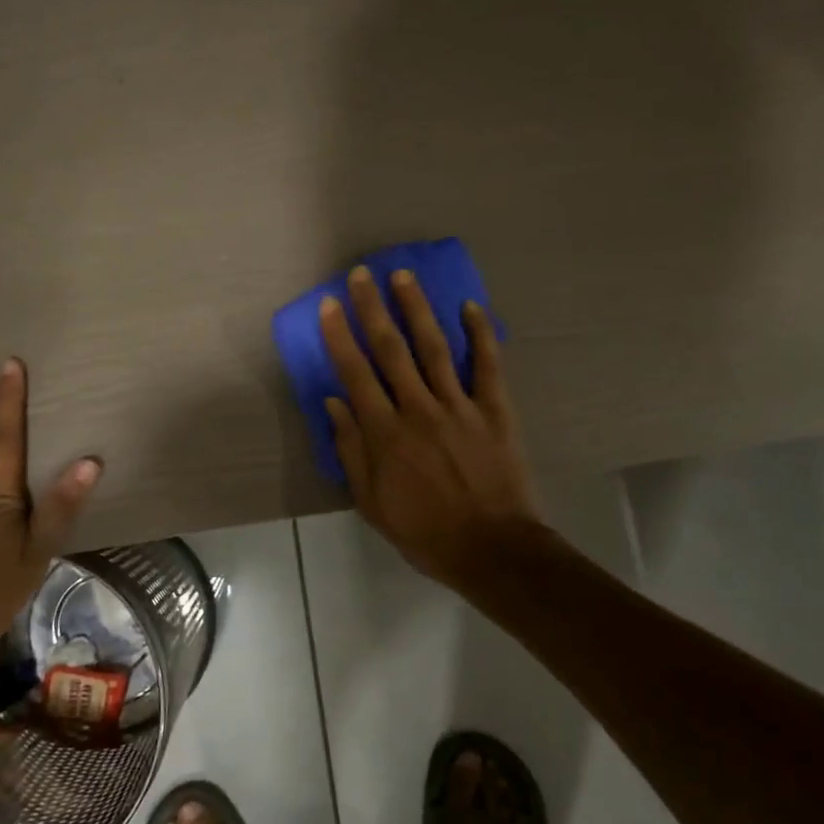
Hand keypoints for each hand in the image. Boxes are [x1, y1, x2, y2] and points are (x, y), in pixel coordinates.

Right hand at [320, 267, 541, 589]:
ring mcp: (459, 406)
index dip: (339, 335)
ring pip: (434, 347)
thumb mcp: (372, 503)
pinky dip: (480, 334)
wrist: (492, 549)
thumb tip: (334, 402)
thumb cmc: (424, 531)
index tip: (329, 304)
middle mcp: (418, 408)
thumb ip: (351, 450)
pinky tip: (470, 307)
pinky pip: (487, 365)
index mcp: (385, 433)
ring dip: (417, 308)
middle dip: (372, 308)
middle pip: (391, 349)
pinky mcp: (494, 410)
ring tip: (404, 276)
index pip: (355, 373)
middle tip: (361, 275)